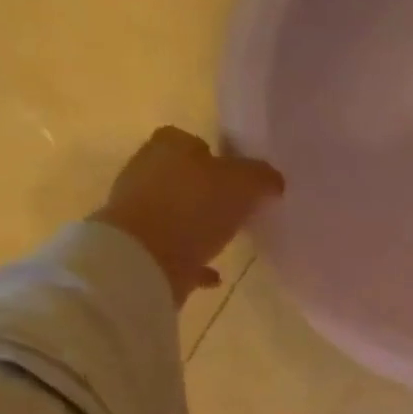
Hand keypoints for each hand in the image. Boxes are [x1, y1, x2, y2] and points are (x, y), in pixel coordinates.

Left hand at [93, 127, 283, 303]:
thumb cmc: (194, 207)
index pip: (193, 141)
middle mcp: (147, 171)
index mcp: (169, 147)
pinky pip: (175, 250)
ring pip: (176, 211)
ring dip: (198, 223)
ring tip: (228, 239)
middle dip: (207, 190)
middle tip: (237, 208)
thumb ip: (261, 177)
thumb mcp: (243, 183)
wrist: (145, 258)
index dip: (218, 158)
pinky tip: (215, 272)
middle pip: (183, 176)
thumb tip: (273, 180)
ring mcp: (139, 210)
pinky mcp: (140, 246)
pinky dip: (194, 258)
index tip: (240, 179)